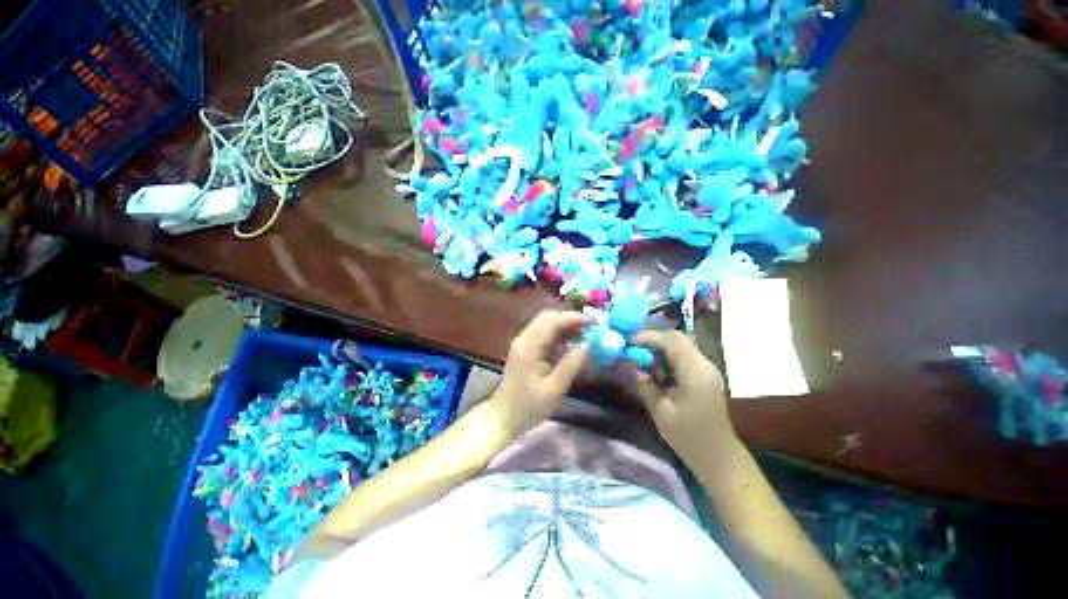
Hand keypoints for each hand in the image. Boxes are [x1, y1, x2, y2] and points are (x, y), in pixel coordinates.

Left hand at [491, 310, 587, 434]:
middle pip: (547, 317)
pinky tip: (570, 342)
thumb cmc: (528, 406)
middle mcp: (524, 339)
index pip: (551, 321)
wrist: (503, 417)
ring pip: (545, 323)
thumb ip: (570, 365)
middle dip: (569, 318)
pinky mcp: (525, 349)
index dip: (572, 318)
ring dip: (564, 324)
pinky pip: (543, 333)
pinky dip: (558, 333)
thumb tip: (587, 345)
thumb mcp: (553, 389)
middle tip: (589, 327)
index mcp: (529, 346)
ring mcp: (523, 343)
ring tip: (584, 333)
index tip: (592, 322)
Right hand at [631, 330, 736, 466]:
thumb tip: (633, 364)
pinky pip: (684, 357)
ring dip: (660, 349)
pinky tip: (657, 372)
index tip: (629, 342)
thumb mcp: (660, 411)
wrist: (718, 457)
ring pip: (680, 346)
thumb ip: (646, 384)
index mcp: (695, 372)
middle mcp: (704, 365)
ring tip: (643, 361)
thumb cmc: (688, 437)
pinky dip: (667, 359)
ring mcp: (707, 370)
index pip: (671, 340)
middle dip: (653, 341)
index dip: (648, 337)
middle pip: (677, 339)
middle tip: (634, 351)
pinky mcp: (705, 376)